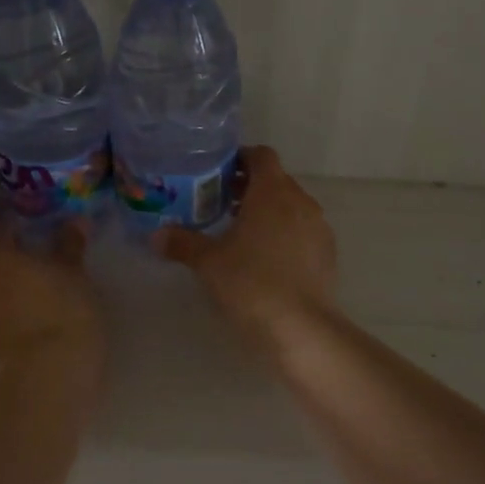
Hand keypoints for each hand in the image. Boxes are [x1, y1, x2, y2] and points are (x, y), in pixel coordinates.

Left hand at [0, 221, 103, 372]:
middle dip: (10, 256)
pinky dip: (4, 309)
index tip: (40, 226)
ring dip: (5, 284)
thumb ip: (70, 245)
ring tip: (34, 287)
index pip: (2, 225)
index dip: (21, 224)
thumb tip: (76, 221)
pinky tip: (28, 312)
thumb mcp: (75, 274)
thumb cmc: (61, 312)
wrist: (43, 379)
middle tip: (38, 256)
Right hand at [155, 146, 336, 339]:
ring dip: (268, 211)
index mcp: (272, 191)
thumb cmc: (250, 282)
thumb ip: (182, 243)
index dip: (240, 159)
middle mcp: (300, 201)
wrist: (300, 328)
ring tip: (241, 232)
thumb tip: (157, 236)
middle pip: (275, 180)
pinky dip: (285, 233)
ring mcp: (318, 227)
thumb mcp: (208, 262)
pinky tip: (266, 259)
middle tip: (220, 203)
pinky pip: (303, 230)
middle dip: (249, 187)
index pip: (261, 155)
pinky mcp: (327, 253)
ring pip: (291, 206)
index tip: (218, 173)